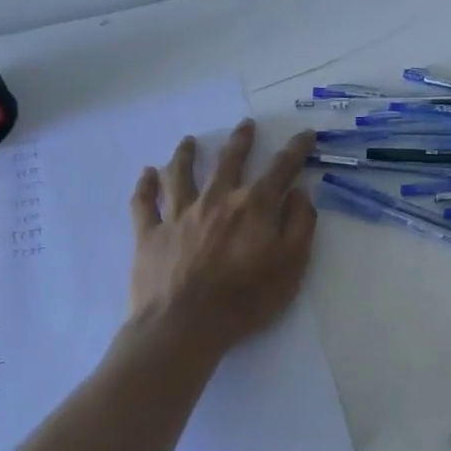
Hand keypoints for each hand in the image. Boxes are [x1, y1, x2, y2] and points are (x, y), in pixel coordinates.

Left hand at [122, 120, 318, 360]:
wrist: (183, 326)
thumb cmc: (245, 298)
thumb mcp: (292, 264)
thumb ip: (300, 223)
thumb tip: (299, 192)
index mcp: (252, 206)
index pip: (280, 169)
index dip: (296, 149)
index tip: (305, 133)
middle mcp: (216, 200)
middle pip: (229, 161)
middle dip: (241, 140)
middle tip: (246, 124)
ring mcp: (179, 215)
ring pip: (181, 174)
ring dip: (186, 154)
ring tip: (188, 140)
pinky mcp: (150, 235)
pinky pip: (145, 204)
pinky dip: (145, 186)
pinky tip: (146, 173)